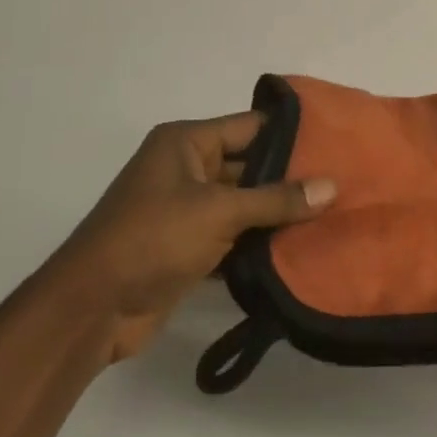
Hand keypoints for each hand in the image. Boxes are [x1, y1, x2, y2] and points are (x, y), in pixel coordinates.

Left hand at [55, 112, 336, 362]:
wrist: (92, 309)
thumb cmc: (153, 238)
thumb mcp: (218, 211)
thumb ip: (276, 199)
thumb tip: (332, 186)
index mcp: (186, 143)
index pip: (250, 127)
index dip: (291, 133)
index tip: (338, 140)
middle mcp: (187, 169)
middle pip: (250, 166)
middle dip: (291, 177)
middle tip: (343, 183)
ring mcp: (187, 210)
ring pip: (244, 204)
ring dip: (278, 214)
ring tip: (333, 215)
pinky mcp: (189, 247)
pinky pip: (234, 237)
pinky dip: (260, 244)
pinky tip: (301, 250)